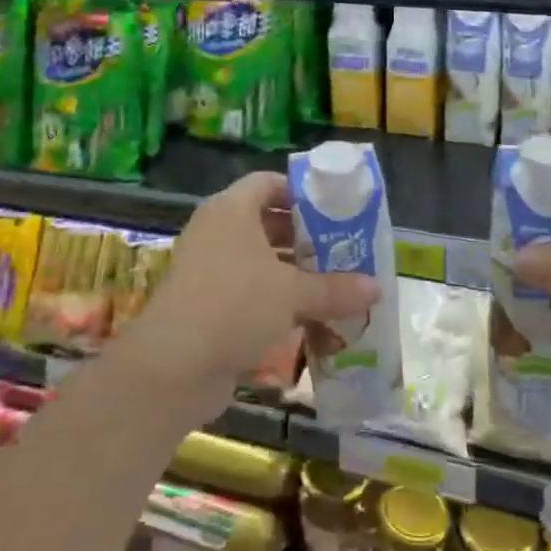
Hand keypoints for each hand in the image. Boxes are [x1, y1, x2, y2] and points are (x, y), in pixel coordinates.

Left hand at [114, 171, 379, 423]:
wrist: (173, 366)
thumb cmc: (235, 305)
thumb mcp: (292, 294)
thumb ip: (336, 289)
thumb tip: (378, 288)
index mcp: (231, 210)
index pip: (268, 183)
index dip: (300, 192)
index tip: (334, 208)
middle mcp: (216, 232)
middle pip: (265, 222)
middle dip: (304, 236)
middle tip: (342, 247)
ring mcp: (208, 269)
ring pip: (258, 260)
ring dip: (293, 271)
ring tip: (334, 282)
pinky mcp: (206, 305)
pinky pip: (248, 292)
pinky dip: (276, 300)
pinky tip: (309, 318)